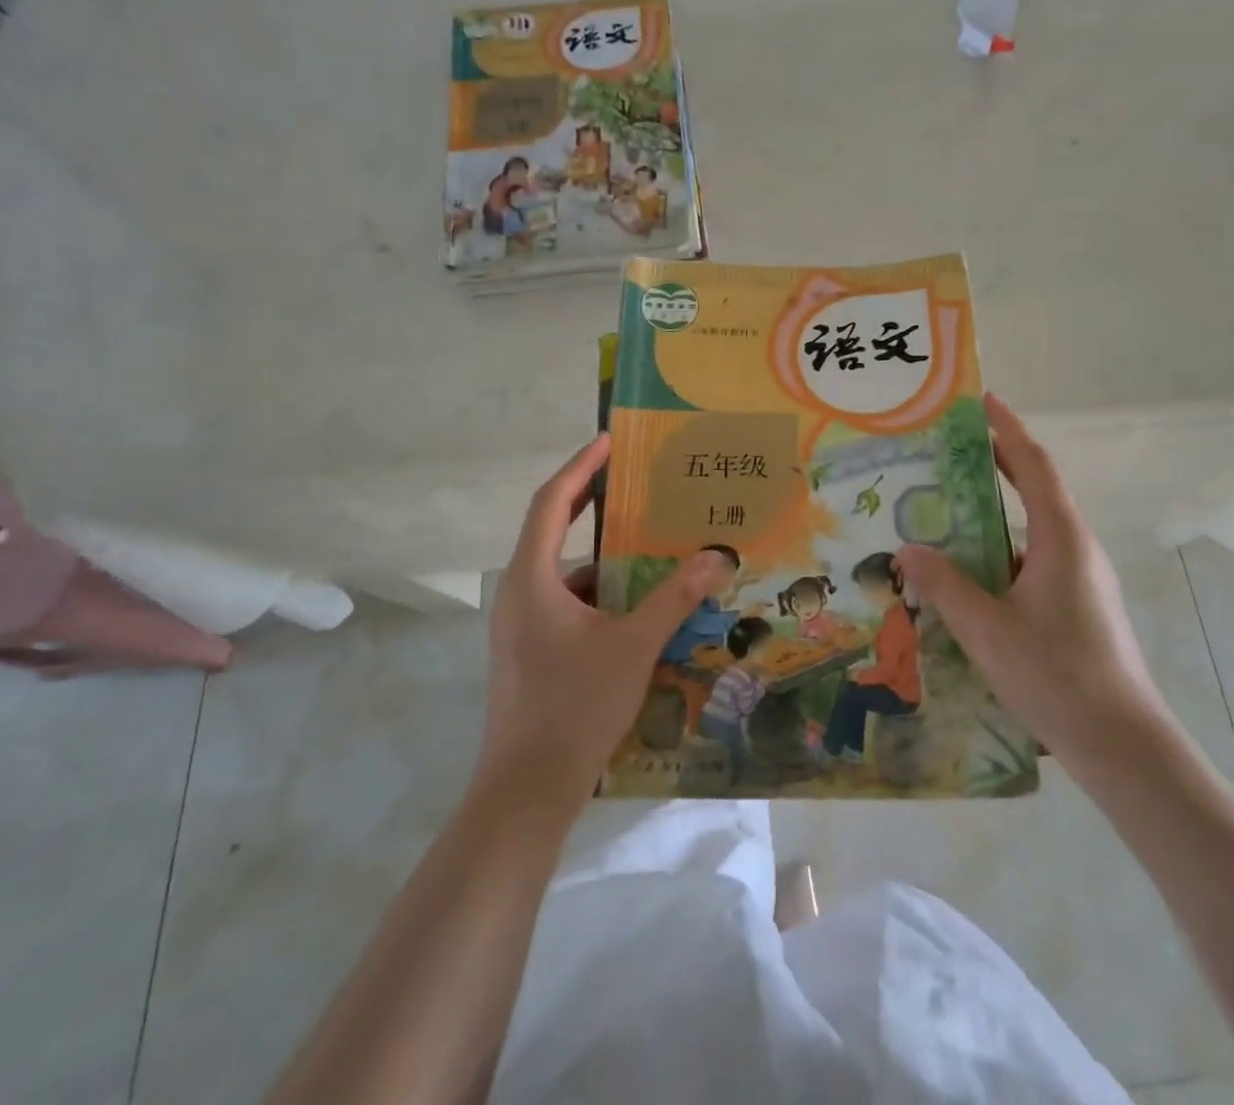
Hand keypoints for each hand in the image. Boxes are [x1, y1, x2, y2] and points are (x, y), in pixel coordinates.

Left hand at [476, 435, 720, 809]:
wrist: (525, 791)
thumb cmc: (575, 707)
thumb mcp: (634, 646)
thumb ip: (675, 597)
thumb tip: (716, 556)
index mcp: (532, 578)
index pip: (552, 502)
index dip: (581, 467)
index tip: (610, 442)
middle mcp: (518, 592)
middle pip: (553, 530)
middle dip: (594, 504)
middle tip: (637, 485)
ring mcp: (520, 625)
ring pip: (564, 574)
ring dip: (605, 559)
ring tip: (651, 549)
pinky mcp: (529, 652)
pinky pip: (566, 604)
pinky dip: (600, 596)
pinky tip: (638, 609)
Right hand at [898, 394, 1169, 773]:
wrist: (1123, 746)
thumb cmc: (1056, 674)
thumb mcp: (986, 627)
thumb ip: (943, 585)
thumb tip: (906, 550)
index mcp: (1061, 537)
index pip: (1033, 464)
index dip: (1007, 429)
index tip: (980, 401)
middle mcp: (1076, 548)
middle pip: (1033, 490)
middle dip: (994, 464)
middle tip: (946, 451)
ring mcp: (1081, 579)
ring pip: (1030, 531)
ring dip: (991, 516)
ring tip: (942, 514)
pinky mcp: (1077, 607)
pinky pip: (1032, 563)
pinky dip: (998, 554)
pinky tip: (966, 578)